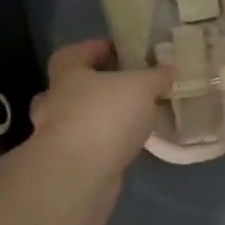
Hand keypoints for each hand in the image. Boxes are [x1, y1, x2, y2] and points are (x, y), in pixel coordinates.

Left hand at [28, 39, 170, 224]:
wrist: (78, 176)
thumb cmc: (105, 116)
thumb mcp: (141, 87)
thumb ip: (156, 76)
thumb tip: (170, 67)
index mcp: (67, 75)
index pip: (73, 53)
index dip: (94, 48)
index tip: (118, 49)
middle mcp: (55, 103)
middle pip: (66, 88)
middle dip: (89, 87)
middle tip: (119, 88)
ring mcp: (55, 137)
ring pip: (74, 120)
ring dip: (95, 119)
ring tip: (128, 121)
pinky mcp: (65, 166)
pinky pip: (85, 147)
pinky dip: (102, 145)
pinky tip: (125, 147)